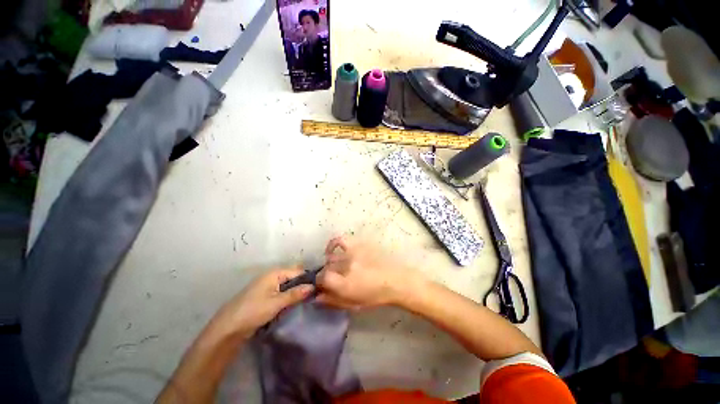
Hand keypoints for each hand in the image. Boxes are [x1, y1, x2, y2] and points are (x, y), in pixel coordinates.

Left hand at [213, 267, 313, 338]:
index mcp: (275, 273)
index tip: (319, 288)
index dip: (308, 278)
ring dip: (295, 292)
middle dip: (302, 285)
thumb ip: (295, 294)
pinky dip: (288, 297)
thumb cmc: (253, 311)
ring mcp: (268, 286)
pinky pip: (281, 292)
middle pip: (293, 277)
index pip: (298, 271)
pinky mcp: (265, 296)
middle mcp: (272, 276)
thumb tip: (313, 286)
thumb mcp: (276, 303)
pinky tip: (294, 304)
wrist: (228, 328)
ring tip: (306, 300)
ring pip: (288, 285)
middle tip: (314, 295)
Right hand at [317, 237, 414, 309]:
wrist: (396, 280)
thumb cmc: (376, 296)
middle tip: (334, 278)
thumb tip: (316, 298)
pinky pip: (341, 240)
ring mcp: (352, 253)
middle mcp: (346, 266)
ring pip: (332, 256)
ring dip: (330, 263)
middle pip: (326, 267)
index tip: (323, 285)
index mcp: (344, 284)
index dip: (319, 283)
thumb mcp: (354, 305)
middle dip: (327, 274)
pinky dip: (333, 244)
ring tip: (335, 266)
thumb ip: (333, 301)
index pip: (321, 278)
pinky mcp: (359, 244)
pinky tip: (333, 250)